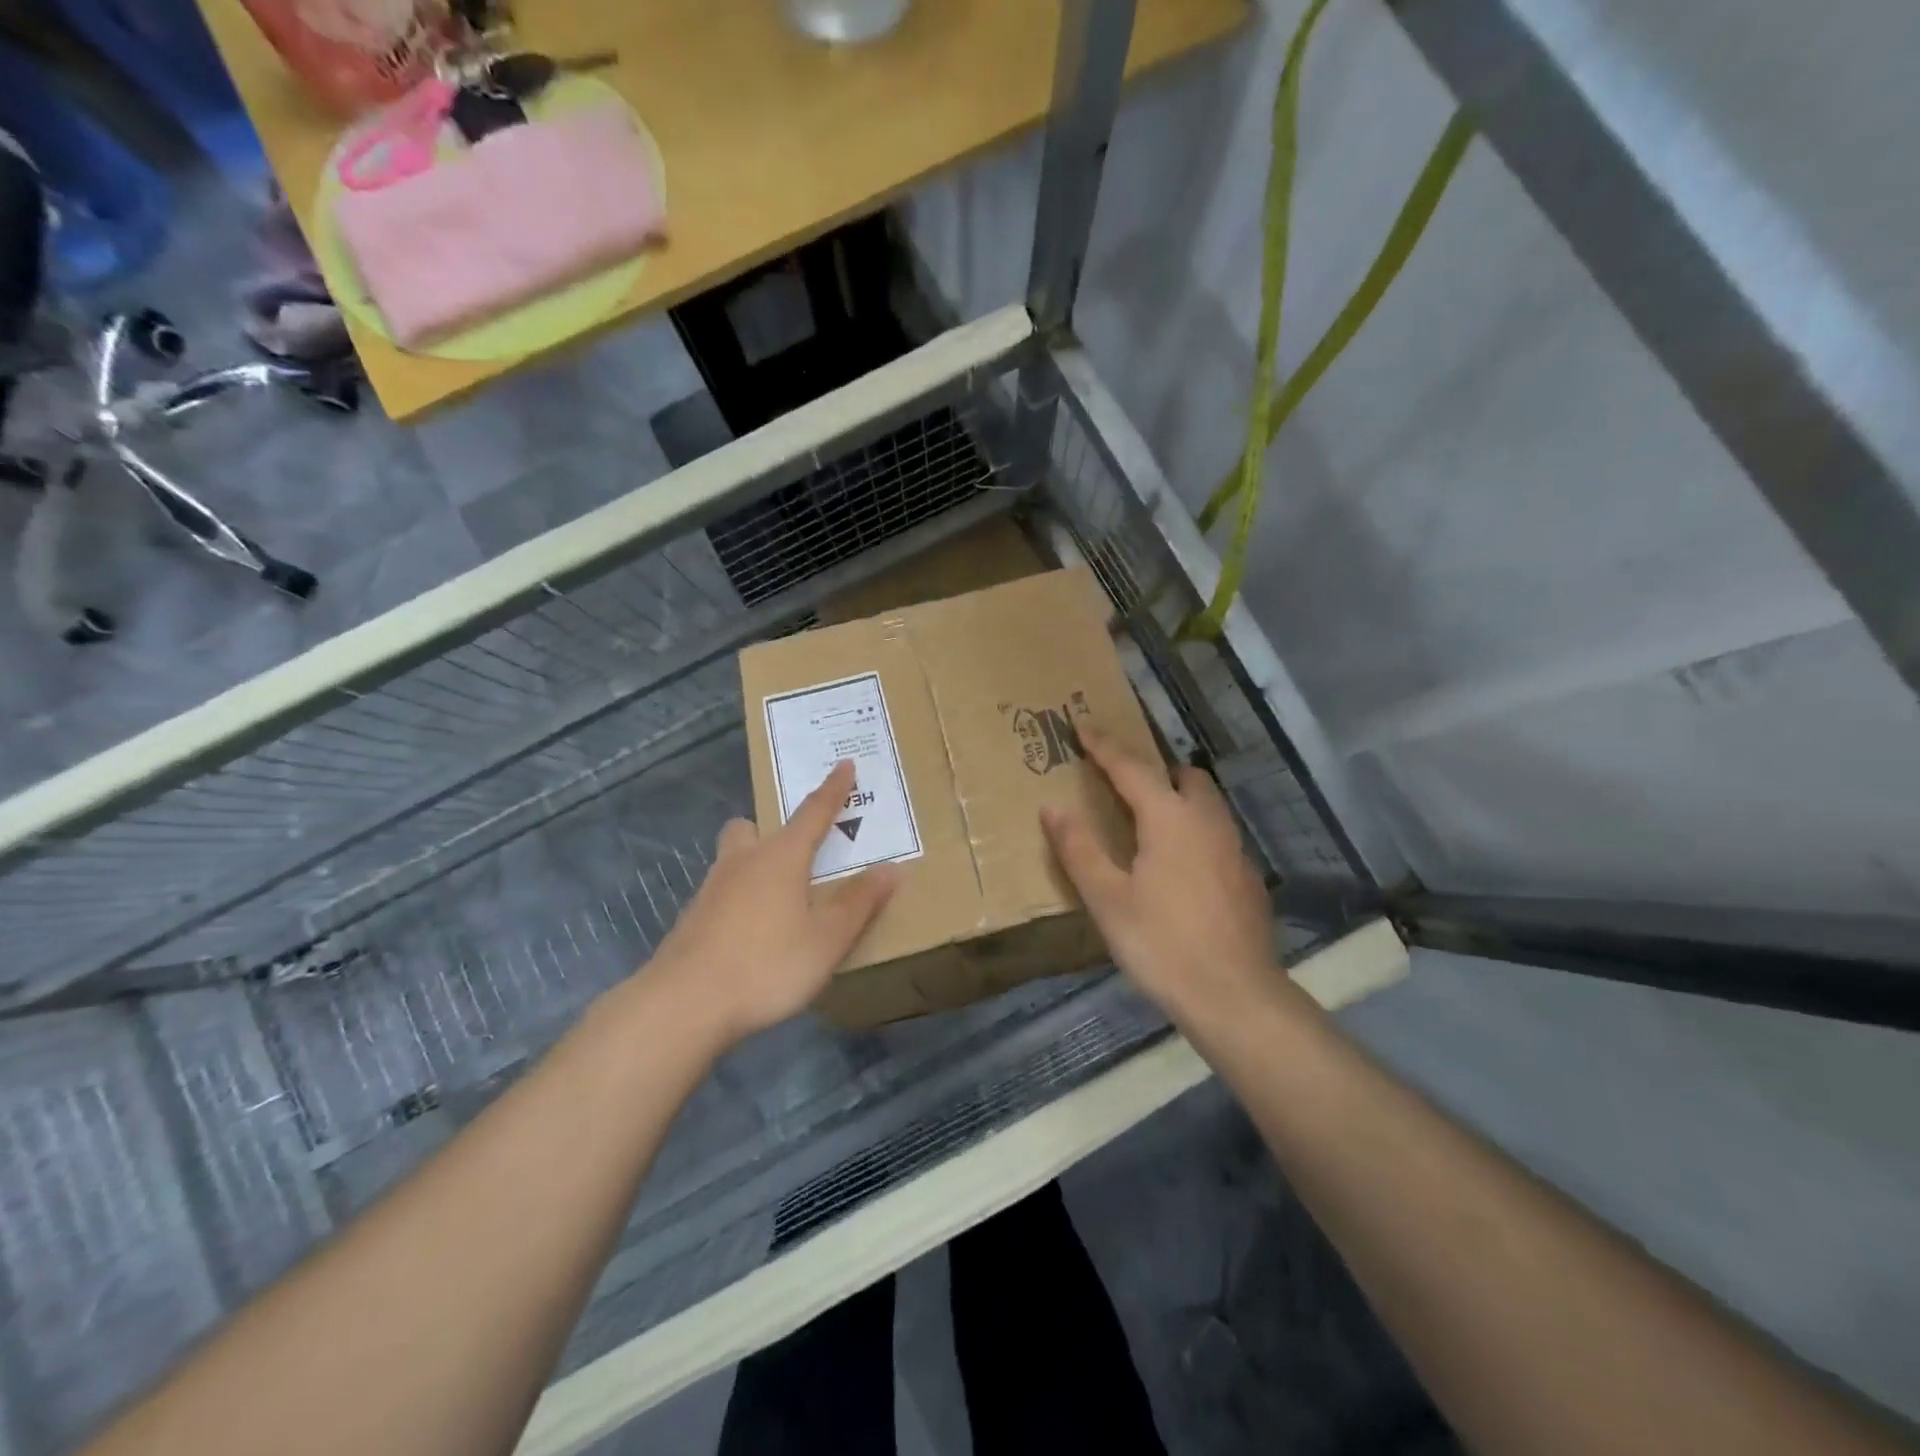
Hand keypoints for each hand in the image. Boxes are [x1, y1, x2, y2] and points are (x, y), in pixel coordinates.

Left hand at [641, 761, 897, 1049]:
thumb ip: (859, 903)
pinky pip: (722, 892)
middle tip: (797, 851)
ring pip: (733, 859)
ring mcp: (711, 889)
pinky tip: (751, 933)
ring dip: (755, 864)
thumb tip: (891, 869)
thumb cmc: (767, 965)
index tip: (844, 764)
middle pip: (752, 827)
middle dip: (773, 829)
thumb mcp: (827, 939)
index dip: (833, 789)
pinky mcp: (692, 919)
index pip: (813, 811)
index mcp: (781, 857)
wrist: (683, 1004)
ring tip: (779, 898)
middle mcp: (743, 862)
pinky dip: (740, 899)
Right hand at [1042, 730, 1294, 1032]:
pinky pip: (1217, 833)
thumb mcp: (1107, 899)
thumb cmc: (1161, 944)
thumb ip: (1079, 849)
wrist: (1235, 996)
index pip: (1131, 767)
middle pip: (1184, 776)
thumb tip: (1053, 808)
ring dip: (1178, 797)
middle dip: (1153, 769)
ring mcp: (1234, 849)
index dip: (1103, 745)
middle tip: (1121, 782)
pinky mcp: (1247, 877)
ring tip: (1148, 820)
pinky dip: (1194, 829)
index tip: (1082, 725)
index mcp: (1170, 818)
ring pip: (1207, 804)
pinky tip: (1179, 866)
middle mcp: (1207, 822)